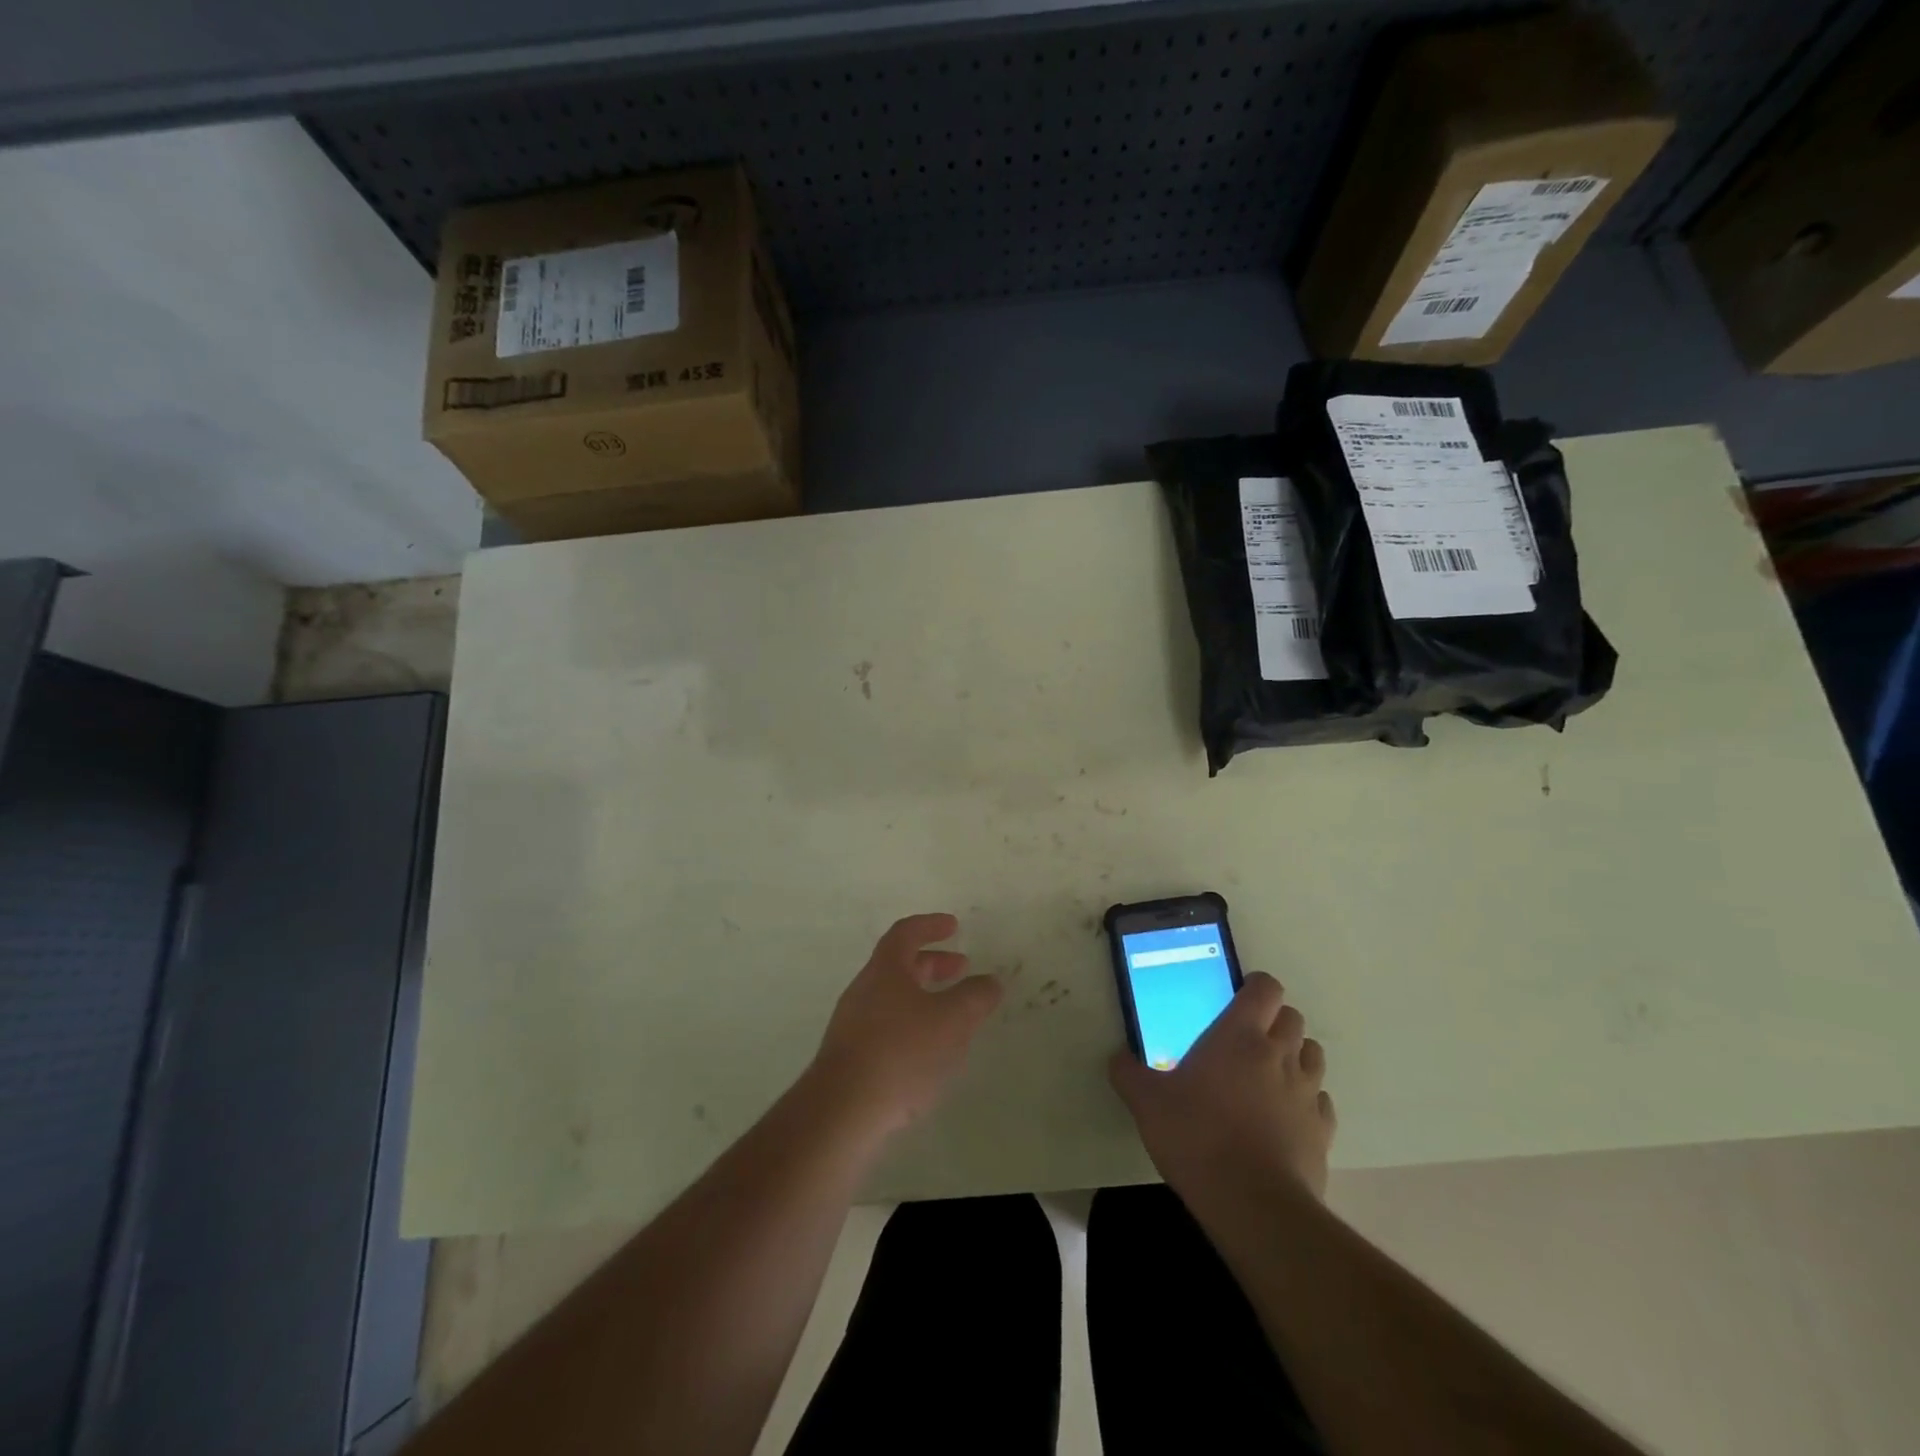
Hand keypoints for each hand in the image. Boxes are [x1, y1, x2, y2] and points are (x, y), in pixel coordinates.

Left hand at [810, 913, 1002, 1140]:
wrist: (842, 1110)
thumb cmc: (901, 1052)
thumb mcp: (951, 1021)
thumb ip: (974, 997)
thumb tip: (990, 981)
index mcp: (885, 969)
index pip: (906, 933)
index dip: (930, 925)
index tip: (953, 926)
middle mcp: (864, 989)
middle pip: (898, 965)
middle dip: (932, 963)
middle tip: (961, 969)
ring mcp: (852, 1024)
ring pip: (893, 997)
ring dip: (923, 997)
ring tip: (952, 1014)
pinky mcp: (850, 1057)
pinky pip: (885, 1026)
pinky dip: (911, 1025)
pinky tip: (928, 1052)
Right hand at [1109, 972, 1334, 1201]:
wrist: (1253, 1205)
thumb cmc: (1196, 1136)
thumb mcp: (1147, 1102)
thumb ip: (1129, 1074)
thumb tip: (1117, 1058)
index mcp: (1240, 1035)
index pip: (1265, 988)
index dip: (1256, 986)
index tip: (1237, 997)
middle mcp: (1280, 1054)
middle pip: (1293, 1018)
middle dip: (1274, 1020)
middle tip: (1247, 1039)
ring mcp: (1307, 1093)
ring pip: (1313, 1055)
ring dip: (1295, 1056)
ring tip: (1269, 1074)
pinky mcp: (1323, 1131)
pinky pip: (1321, 1101)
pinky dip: (1307, 1101)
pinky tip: (1285, 1117)